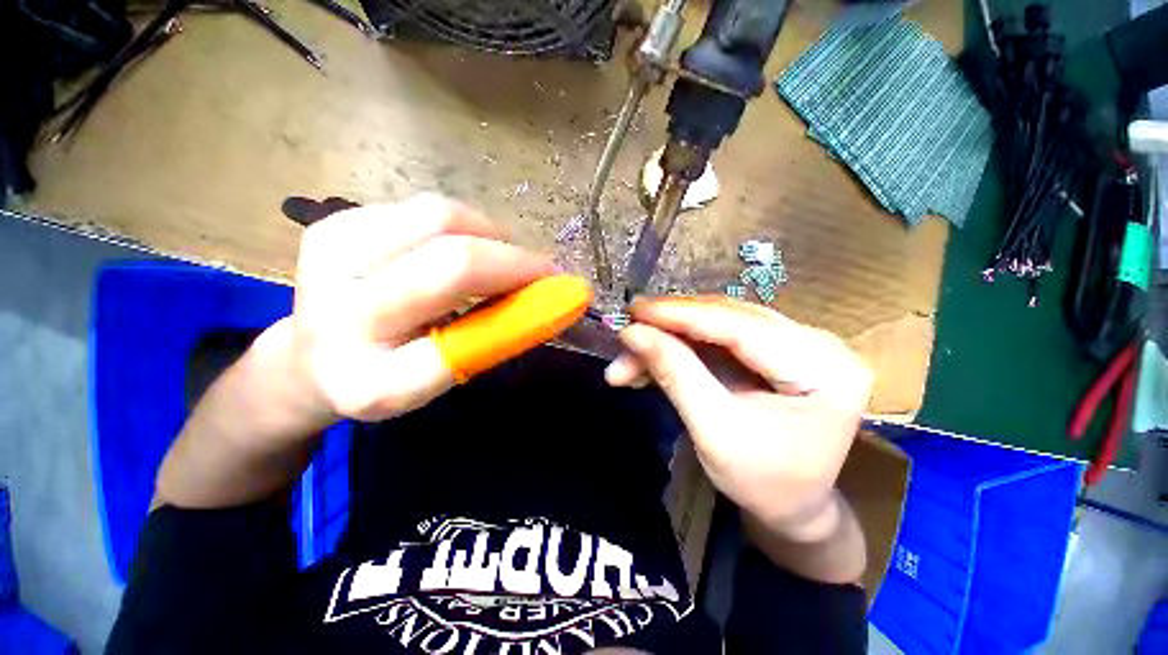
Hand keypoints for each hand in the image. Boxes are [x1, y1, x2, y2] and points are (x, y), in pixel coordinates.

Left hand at [274, 193, 554, 424]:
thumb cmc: (386, 375)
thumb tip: (549, 299)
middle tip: (541, 271)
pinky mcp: (335, 222)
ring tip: (502, 259)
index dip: (519, 303)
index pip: (461, 336)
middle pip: (452, 256)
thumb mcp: (442, 378)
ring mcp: (329, 254)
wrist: (312, 357)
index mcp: (370, 376)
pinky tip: (463, 247)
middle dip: (514, 259)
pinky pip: (424, 208)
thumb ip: (491, 339)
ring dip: (490, 235)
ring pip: (440, 216)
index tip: (560, 292)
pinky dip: (463, 225)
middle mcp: (339, 312)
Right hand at [605, 297, 871, 540]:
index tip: (634, 312)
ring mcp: (797, 342)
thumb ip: (675, 375)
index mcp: (823, 370)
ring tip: (631, 356)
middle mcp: (817, 343)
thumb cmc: (762, 482)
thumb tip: (632, 333)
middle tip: (626, 336)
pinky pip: (719, 335)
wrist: (793, 506)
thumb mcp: (714, 432)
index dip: (681, 314)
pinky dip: (682, 346)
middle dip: (669, 328)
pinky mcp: (775, 347)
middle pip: (726, 319)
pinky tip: (653, 358)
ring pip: (717, 323)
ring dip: (671, 338)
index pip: (740, 326)